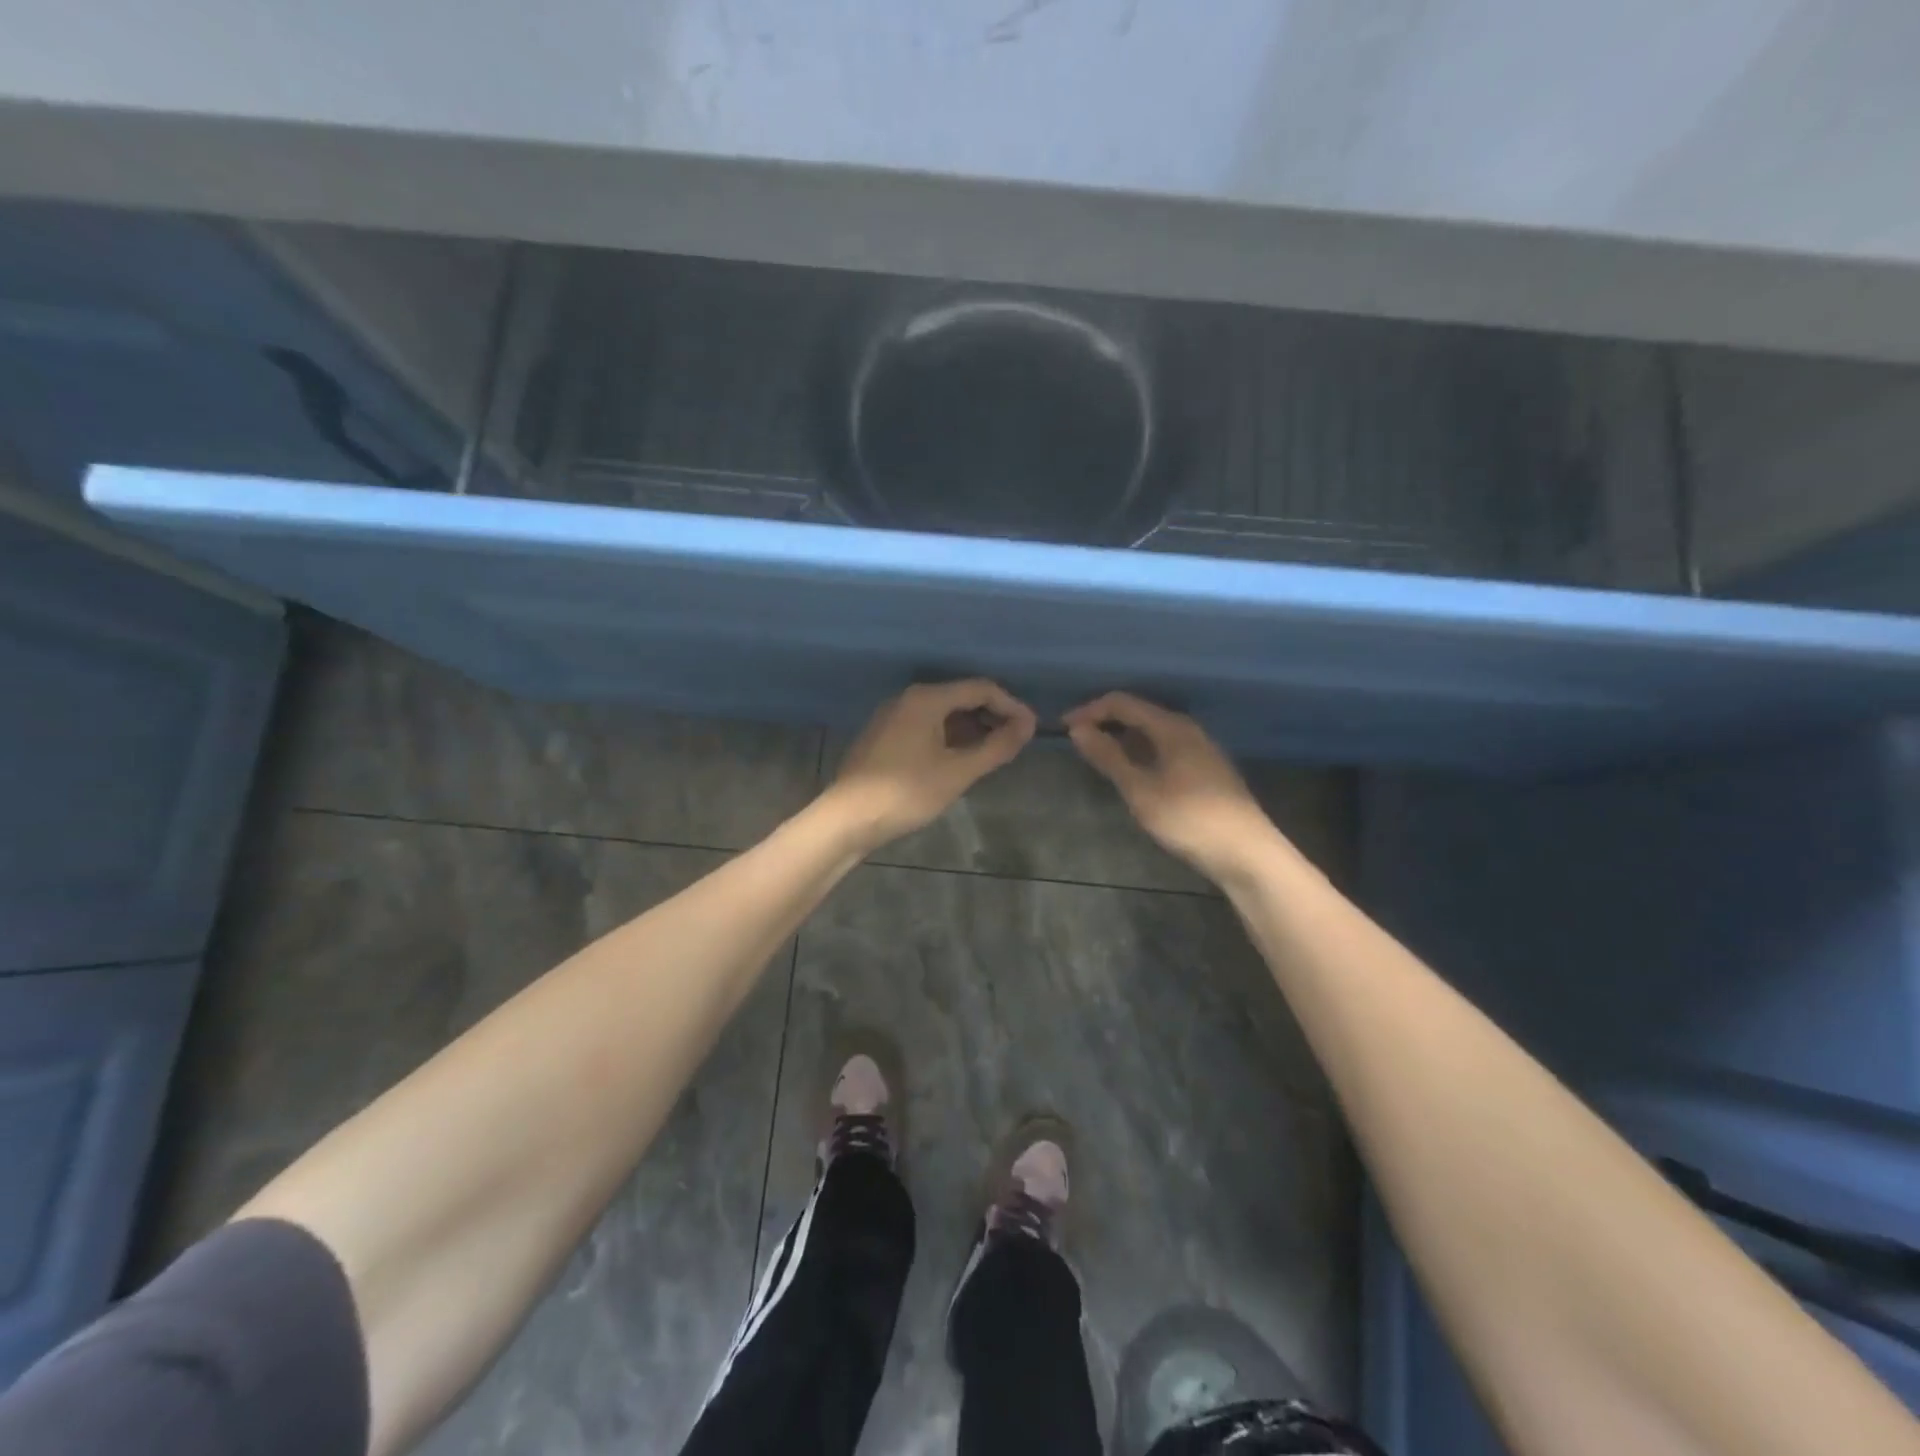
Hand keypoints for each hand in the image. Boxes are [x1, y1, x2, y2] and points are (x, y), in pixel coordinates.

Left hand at [824, 680, 1036, 852]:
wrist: (847, 818)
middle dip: (992, 716)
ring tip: (993, 753)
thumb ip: (996, 747)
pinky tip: (960, 759)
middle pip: (961, 696)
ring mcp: (893, 716)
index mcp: (926, 699)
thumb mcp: (958, 772)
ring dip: (972, 728)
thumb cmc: (906, 792)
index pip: (981, 688)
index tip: (1031, 730)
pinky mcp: (884, 735)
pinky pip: (926, 726)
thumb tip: (1028, 726)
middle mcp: (908, 698)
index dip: (1011, 706)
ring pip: (943, 713)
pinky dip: (950, 736)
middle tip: (1015, 742)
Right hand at [1063, 692, 1275, 883]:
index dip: (1090, 710)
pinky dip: (1140, 753)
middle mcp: (1187, 730)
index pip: (1122, 703)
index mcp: (1172, 727)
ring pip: (1152, 733)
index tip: (1063, 728)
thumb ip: (1109, 757)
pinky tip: (1132, 773)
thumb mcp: (1141, 790)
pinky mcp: (1206, 770)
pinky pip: (1164, 748)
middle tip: (1077, 742)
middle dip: (1105, 723)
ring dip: (1123, 739)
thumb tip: (1078, 730)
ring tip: (1098, 757)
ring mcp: (1200, 750)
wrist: (1246, 853)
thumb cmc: (1189, 819)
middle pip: (1139, 713)